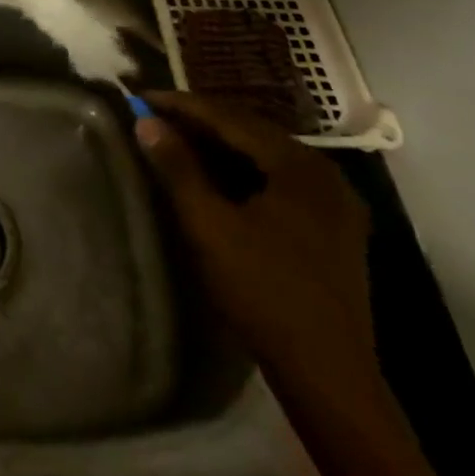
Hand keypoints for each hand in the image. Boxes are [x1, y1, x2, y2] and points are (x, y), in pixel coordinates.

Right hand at [134, 92, 376, 405]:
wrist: (329, 377)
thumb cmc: (265, 292)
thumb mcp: (210, 227)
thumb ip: (178, 168)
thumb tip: (146, 122)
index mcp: (299, 165)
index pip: (230, 118)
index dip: (182, 106)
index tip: (140, 98)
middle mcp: (324, 172)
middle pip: (251, 131)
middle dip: (201, 122)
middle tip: (155, 118)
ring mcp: (334, 202)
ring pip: (266, 155)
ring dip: (221, 146)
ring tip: (177, 141)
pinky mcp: (334, 227)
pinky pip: (279, 179)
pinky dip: (244, 170)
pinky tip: (217, 177)